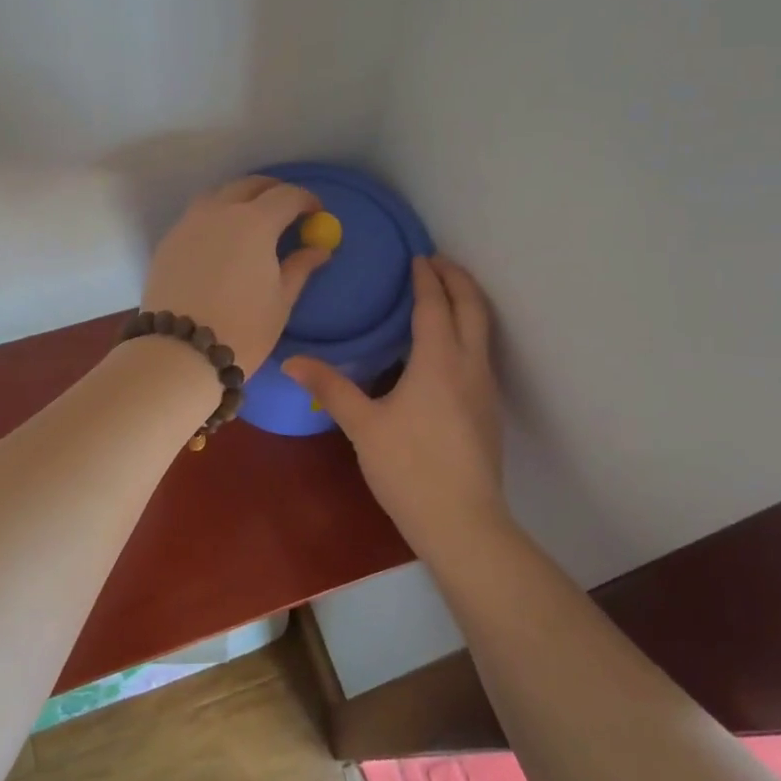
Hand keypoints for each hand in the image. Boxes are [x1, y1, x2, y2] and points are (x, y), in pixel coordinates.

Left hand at [141, 176, 332, 369]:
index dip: (306, 200)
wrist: (179, 352)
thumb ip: (300, 267)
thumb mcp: (281, 300)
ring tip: (251, 222)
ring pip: (218, 195)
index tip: (316, 212)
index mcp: (255, 222)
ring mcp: (188, 223)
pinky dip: (215, 218)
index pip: (287, 195)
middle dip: (272, 191)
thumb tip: (319, 249)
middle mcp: (219, 211)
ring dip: (240, 199)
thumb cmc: (242, 329)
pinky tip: (220, 243)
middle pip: (249, 185)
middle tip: (286, 210)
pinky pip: (196, 217)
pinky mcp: (168, 241)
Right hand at [284, 256, 505, 557]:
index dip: (426, 279)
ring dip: (467, 303)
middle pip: (472, 308)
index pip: (435, 306)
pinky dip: (468, 330)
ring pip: (483, 330)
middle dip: (458, 279)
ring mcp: (485, 388)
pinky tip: (446, 348)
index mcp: (438, 361)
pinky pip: (481, 352)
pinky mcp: (488, 410)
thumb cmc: (409, 468)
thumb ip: (330, 387)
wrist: (463, 523)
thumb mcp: (363, 426)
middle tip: (437, 261)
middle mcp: (469, 366)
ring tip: (444, 294)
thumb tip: (291, 360)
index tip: (417, 257)